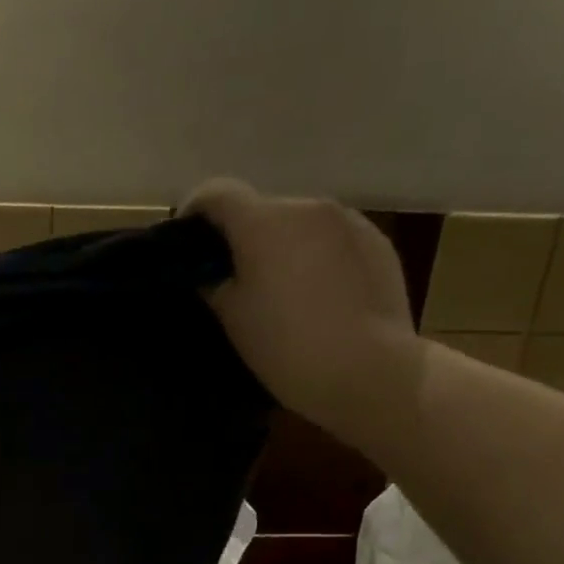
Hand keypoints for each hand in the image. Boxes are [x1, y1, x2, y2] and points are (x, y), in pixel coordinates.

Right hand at [186, 179, 422, 447]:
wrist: (369, 371)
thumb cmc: (286, 346)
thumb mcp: (232, 318)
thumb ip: (212, 282)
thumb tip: (208, 270)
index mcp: (264, 221)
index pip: (216, 192)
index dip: (193, 212)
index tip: (186, 244)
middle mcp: (307, 206)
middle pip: (260, 209)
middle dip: (242, 236)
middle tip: (232, 279)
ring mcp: (349, 221)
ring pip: (299, 224)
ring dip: (282, 246)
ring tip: (279, 290)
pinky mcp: (377, 242)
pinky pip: (332, 239)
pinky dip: (316, 256)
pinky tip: (317, 296)